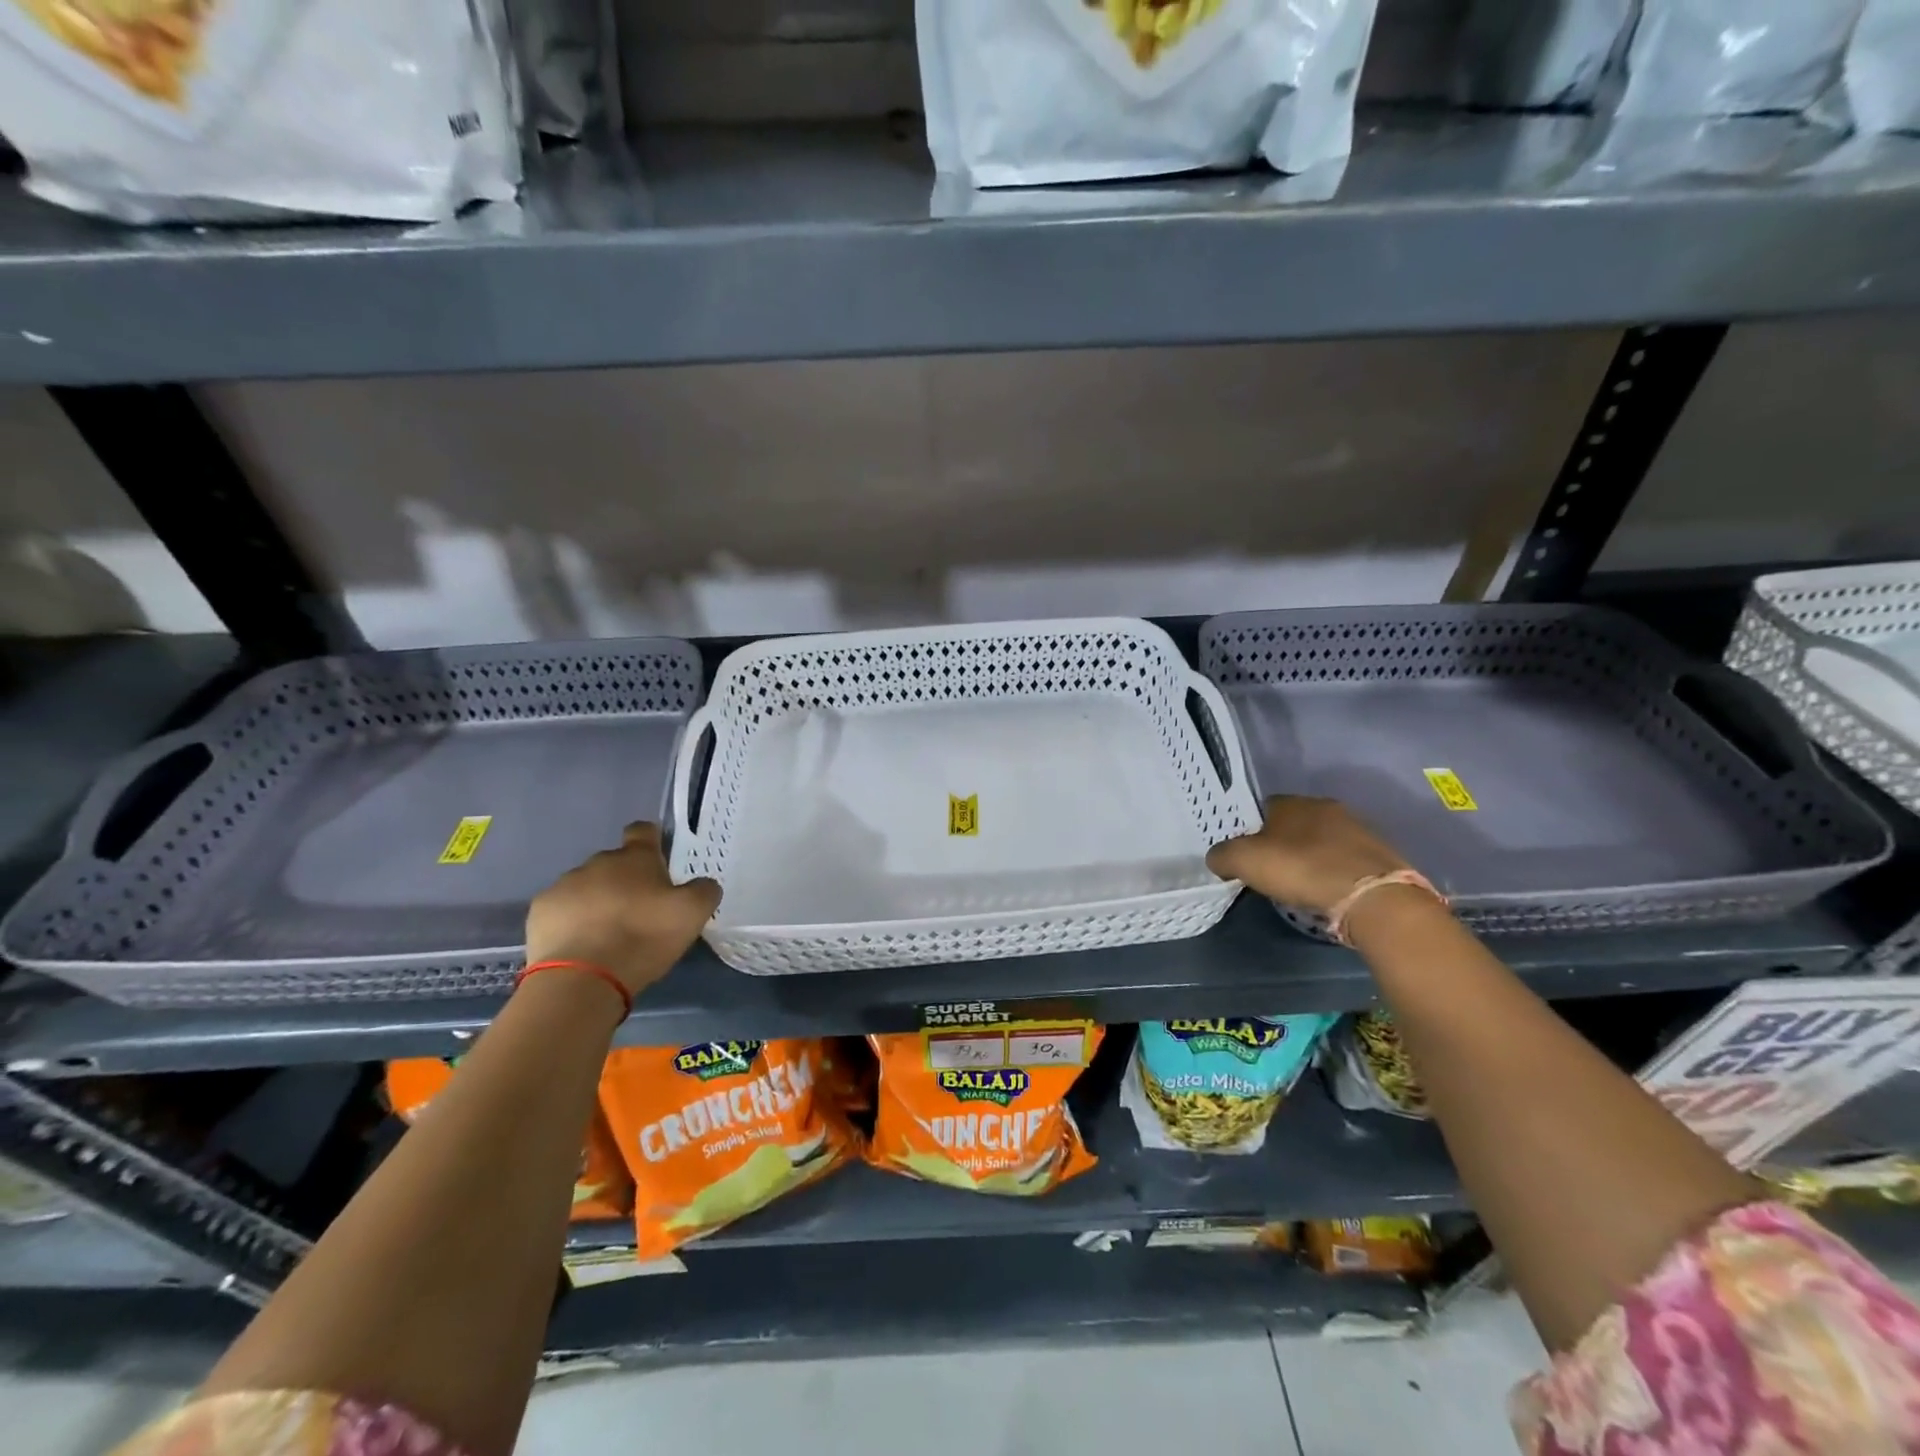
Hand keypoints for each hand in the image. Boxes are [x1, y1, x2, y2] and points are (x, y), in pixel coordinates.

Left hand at [525, 823, 719, 996]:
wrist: (582, 979)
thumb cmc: (643, 937)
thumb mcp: (692, 914)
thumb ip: (704, 891)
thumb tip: (703, 884)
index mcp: (635, 858)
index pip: (643, 831)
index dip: (651, 841)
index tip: (657, 860)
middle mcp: (598, 862)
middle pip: (614, 863)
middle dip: (625, 881)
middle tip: (639, 913)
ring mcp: (564, 885)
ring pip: (586, 886)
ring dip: (597, 901)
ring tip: (607, 935)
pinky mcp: (540, 912)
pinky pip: (561, 910)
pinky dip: (571, 922)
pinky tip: (581, 946)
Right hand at [1206, 795, 1410, 916]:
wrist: (1373, 897)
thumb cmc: (1301, 869)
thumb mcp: (1244, 862)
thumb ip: (1223, 855)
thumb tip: (1218, 858)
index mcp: (1293, 802)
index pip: (1262, 808)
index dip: (1250, 832)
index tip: (1246, 856)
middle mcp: (1326, 807)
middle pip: (1293, 824)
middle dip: (1282, 844)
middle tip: (1271, 872)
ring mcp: (1358, 829)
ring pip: (1322, 841)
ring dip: (1311, 858)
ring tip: (1301, 885)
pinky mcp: (1380, 855)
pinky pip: (1345, 860)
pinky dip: (1334, 873)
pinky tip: (1328, 891)